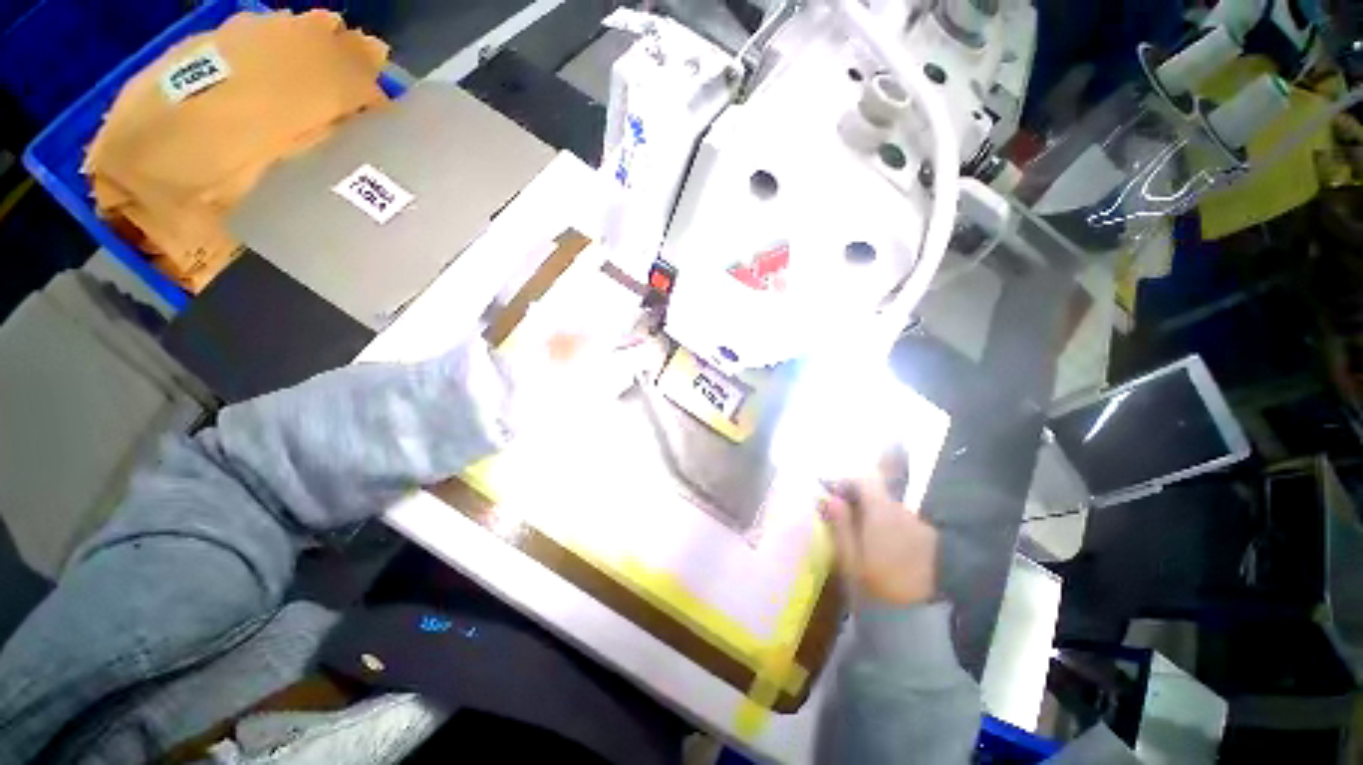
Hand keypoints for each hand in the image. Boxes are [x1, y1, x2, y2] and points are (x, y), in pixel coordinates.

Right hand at [820, 473, 938, 606]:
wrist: (919, 617)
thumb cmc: (878, 585)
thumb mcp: (849, 558)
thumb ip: (840, 524)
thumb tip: (830, 498)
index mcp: (881, 512)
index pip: (864, 480)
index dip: (846, 482)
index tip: (832, 492)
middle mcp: (902, 512)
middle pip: (877, 493)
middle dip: (858, 499)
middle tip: (841, 514)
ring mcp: (918, 526)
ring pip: (889, 508)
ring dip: (873, 513)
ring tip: (859, 533)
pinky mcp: (928, 540)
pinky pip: (902, 523)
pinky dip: (888, 526)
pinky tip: (880, 546)